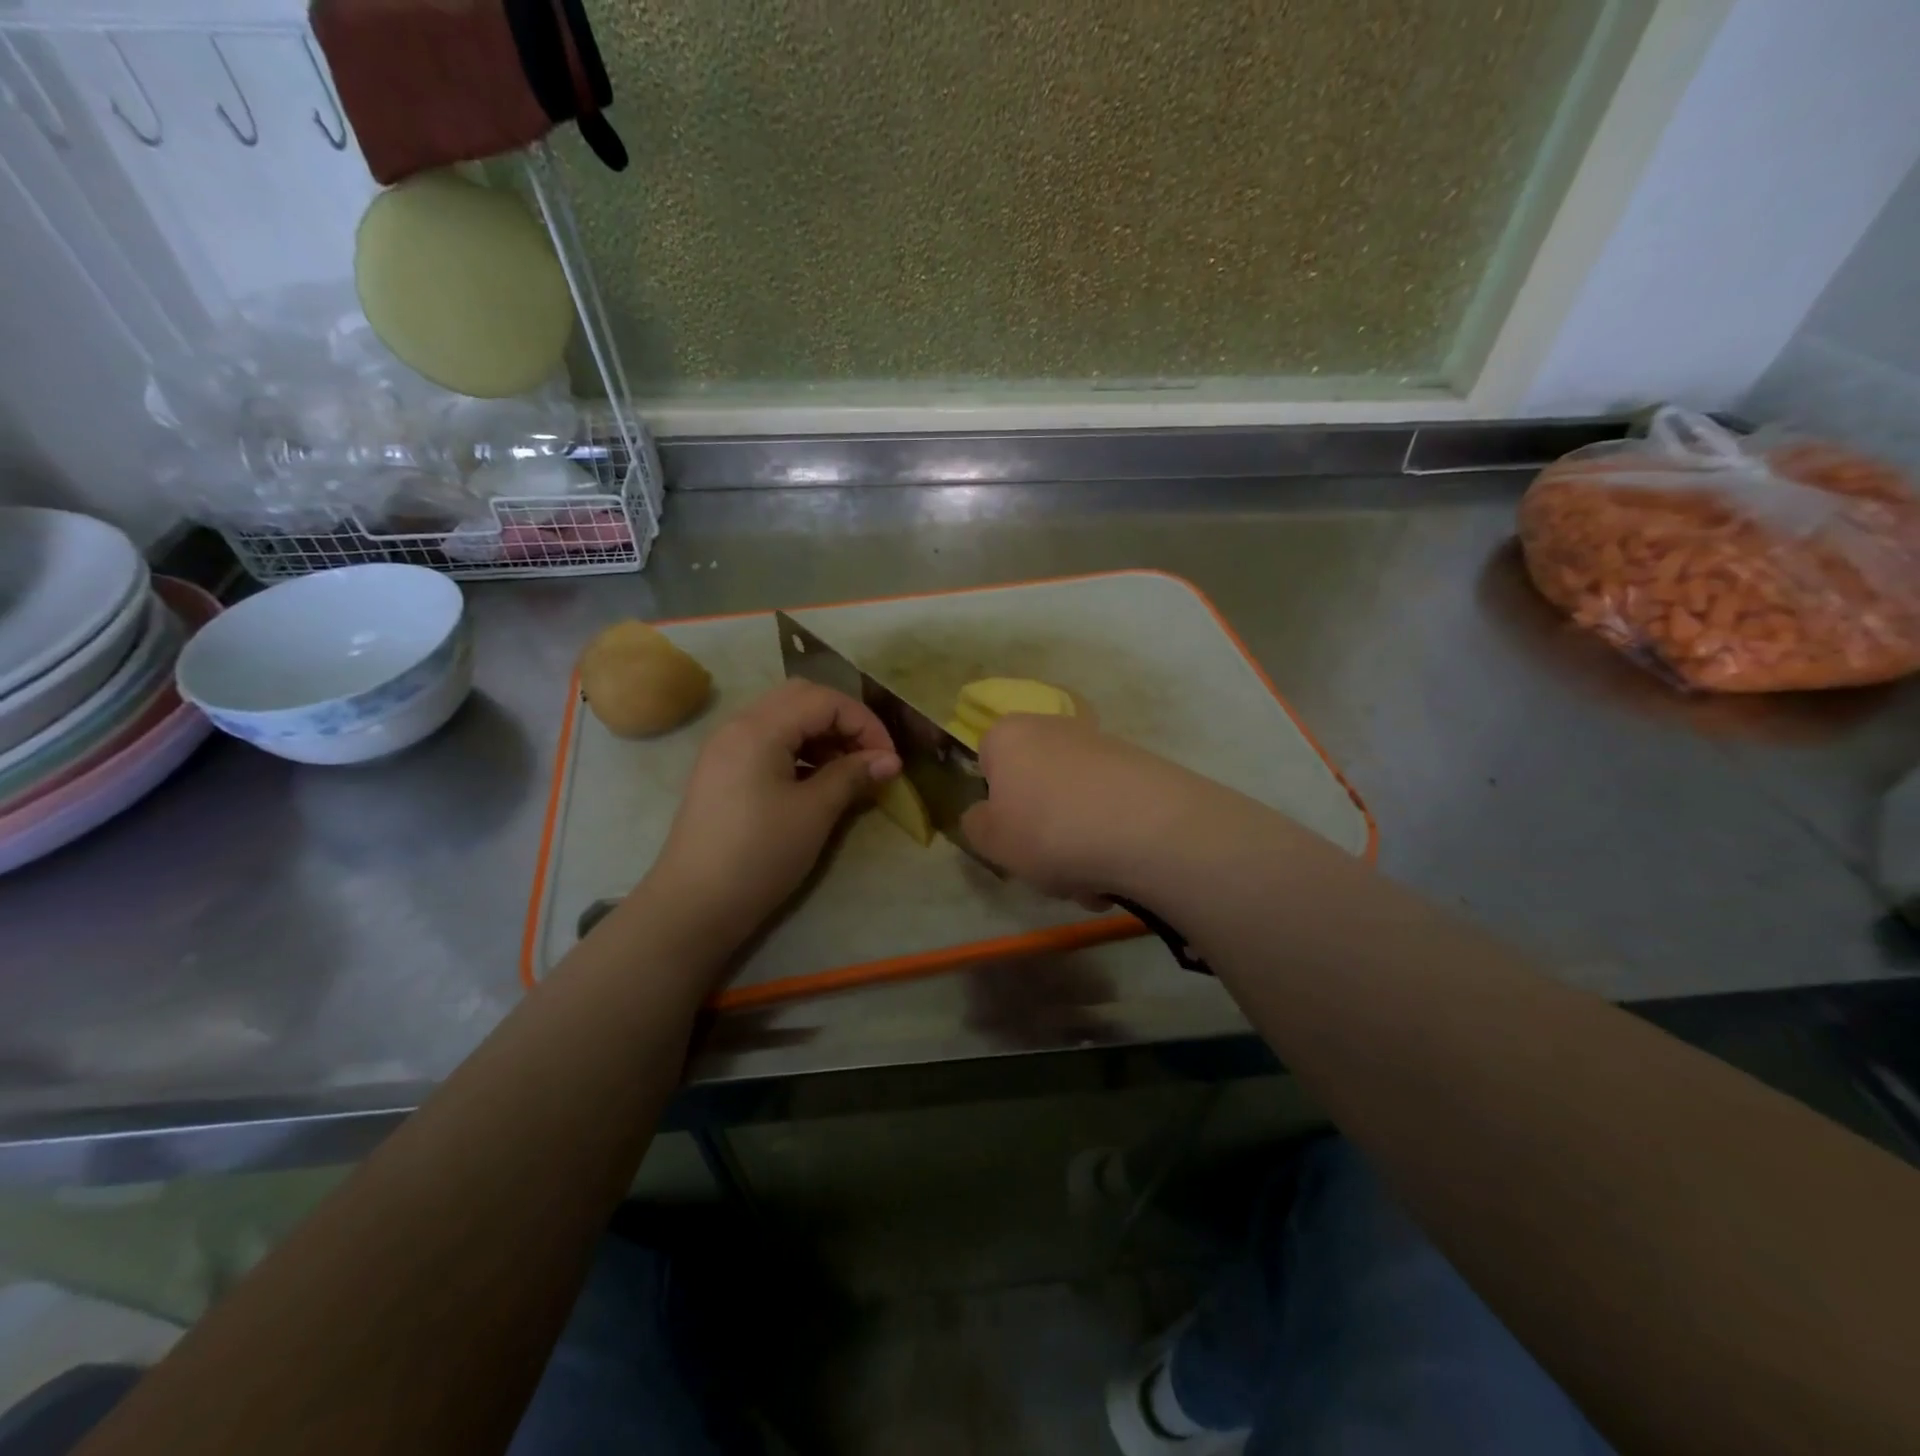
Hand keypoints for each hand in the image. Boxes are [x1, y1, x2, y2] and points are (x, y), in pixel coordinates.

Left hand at [644, 680, 900, 944]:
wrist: (694, 905)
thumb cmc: (759, 855)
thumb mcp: (814, 813)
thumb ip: (853, 776)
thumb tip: (890, 760)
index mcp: (759, 728)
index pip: (825, 700)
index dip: (865, 723)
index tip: (890, 760)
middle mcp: (738, 725)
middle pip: (802, 698)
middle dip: (844, 721)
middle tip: (870, 757)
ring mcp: (726, 748)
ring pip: (784, 718)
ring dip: (822, 735)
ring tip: (848, 771)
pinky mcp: (723, 771)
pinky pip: (768, 741)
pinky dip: (800, 750)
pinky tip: (816, 781)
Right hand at [959, 714, 1201, 900]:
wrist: (1147, 827)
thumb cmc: (1048, 829)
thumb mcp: (990, 840)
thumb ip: (975, 825)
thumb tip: (985, 816)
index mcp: (1010, 735)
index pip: (987, 762)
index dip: (994, 803)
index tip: (1007, 836)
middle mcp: (1054, 728)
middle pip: (1035, 788)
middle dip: (1041, 834)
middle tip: (1048, 870)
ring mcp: (1101, 747)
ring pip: (1073, 807)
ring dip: (1076, 848)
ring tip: (1089, 883)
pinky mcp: (1141, 769)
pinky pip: (1110, 812)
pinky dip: (1109, 842)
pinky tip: (1118, 873)